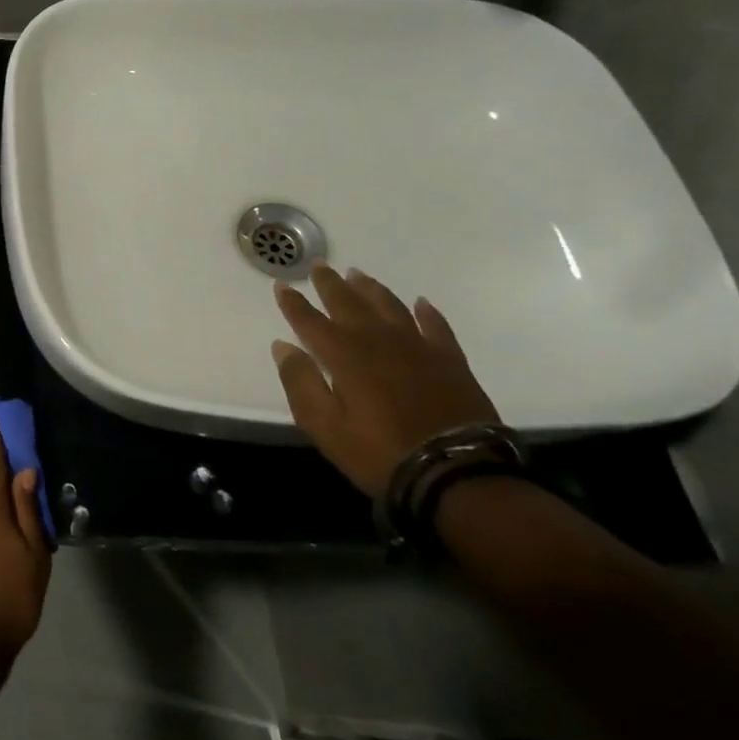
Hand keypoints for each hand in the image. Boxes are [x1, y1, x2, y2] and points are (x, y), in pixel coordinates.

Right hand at [271, 263, 502, 497]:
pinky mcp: (450, 361)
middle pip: (349, 303)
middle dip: (330, 284)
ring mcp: (418, 348)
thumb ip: (300, 383)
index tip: (281, 284)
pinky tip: (420, 303)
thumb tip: (284, 347)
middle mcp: (378, 341)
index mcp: (343, 355)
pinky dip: (426, 312)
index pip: (309, 321)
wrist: (457, 473)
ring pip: (389, 306)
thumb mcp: (324, 426)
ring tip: (358, 274)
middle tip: (320, 265)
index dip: (293, 302)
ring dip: (371, 289)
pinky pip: (436, 326)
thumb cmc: (379, 452)